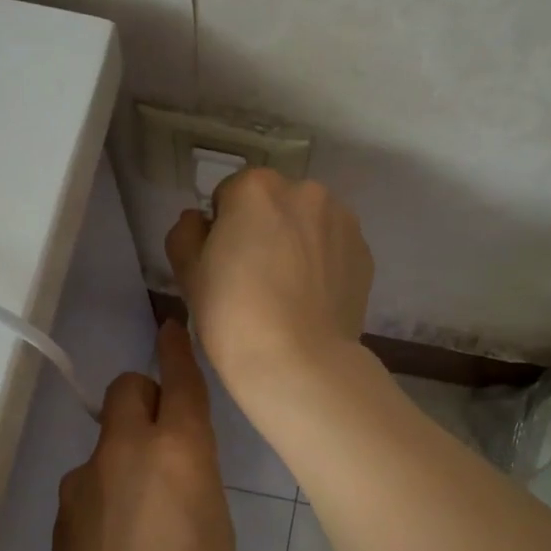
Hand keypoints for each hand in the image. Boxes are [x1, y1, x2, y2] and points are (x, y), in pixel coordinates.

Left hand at [45, 320, 234, 550]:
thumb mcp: (216, 529)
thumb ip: (195, 479)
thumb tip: (175, 467)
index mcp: (179, 451)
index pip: (177, 379)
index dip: (175, 350)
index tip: (170, 329)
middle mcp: (126, 451)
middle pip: (127, 389)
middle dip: (145, 398)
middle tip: (165, 443)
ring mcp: (84, 482)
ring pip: (107, 442)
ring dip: (125, 457)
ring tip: (145, 520)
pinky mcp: (60, 516)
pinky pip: (90, 483)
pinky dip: (106, 495)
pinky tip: (119, 549)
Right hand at [164, 169, 373, 398]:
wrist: (299, 362)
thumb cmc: (233, 315)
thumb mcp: (189, 273)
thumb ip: (186, 233)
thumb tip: (199, 221)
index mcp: (257, 188)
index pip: (230, 195)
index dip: (222, 228)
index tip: (224, 263)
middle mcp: (306, 191)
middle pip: (275, 203)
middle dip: (264, 228)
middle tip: (255, 277)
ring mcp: (342, 221)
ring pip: (308, 223)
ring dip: (298, 242)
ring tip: (289, 290)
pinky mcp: (365, 253)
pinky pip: (334, 248)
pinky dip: (323, 263)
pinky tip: (313, 299)